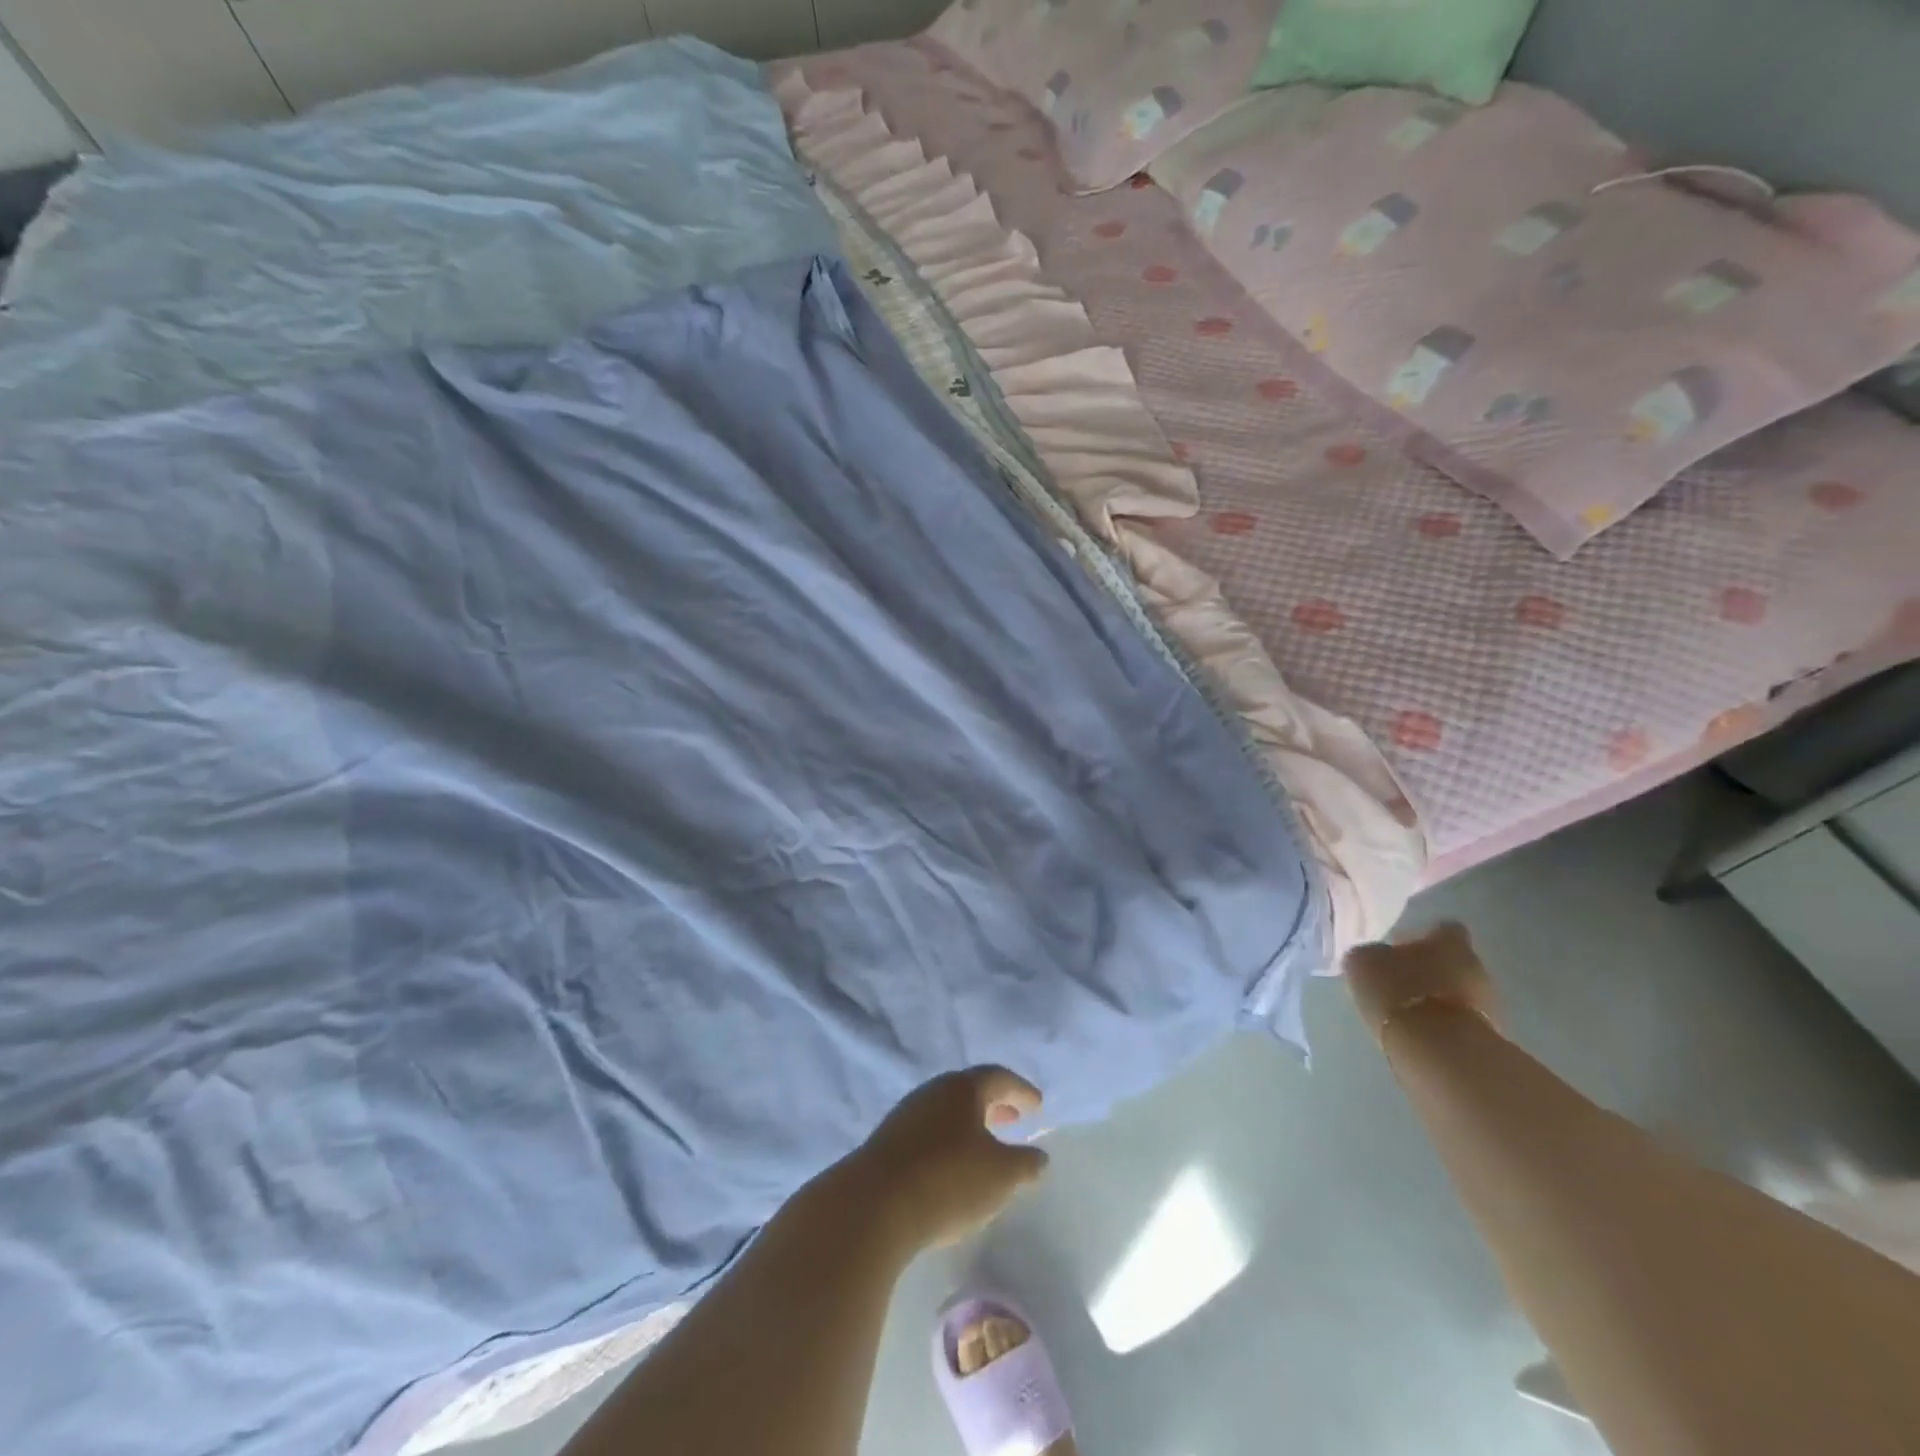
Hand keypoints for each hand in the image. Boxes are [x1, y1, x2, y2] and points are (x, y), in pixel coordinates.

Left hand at [844, 1067, 1048, 1251]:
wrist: (875, 1204)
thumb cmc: (948, 1179)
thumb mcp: (1000, 1176)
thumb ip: (1025, 1164)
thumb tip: (1038, 1156)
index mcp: (962, 1088)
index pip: (998, 1077)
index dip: (1021, 1090)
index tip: (1038, 1106)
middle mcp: (933, 1091)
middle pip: (969, 1091)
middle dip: (995, 1104)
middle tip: (1015, 1119)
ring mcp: (906, 1114)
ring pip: (947, 1111)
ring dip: (970, 1124)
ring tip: (986, 1146)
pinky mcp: (888, 1142)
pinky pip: (929, 1132)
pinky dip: (949, 1141)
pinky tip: (953, 1167)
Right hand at [1343, 921, 1500, 1045]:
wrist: (1438, 1051)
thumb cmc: (1398, 992)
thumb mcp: (1364, 963)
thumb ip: (1371, 954)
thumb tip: (1373, 955)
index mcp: (1449, 942)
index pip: (1445, 929)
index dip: (1425, 936)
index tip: (1403, 945)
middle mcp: (1475, 966)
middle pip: (1454, 961)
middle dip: (1431, 968)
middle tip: (1401, 978)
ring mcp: (1487, 1004)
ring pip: (1459, 991)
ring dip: (1437, 997)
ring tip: (1407, 1008)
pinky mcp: (1488, 1037)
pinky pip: (1461, 1020)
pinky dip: (1443, 1023)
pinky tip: (1420, 1031)